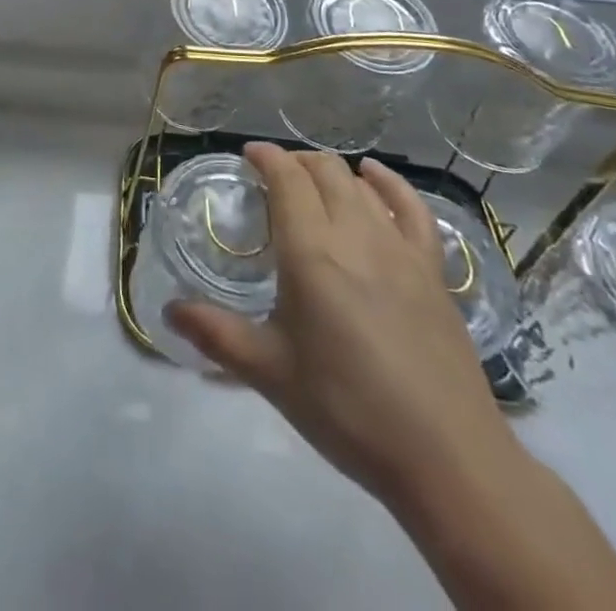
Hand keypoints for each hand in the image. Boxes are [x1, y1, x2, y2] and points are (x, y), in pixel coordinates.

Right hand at [166, 143, 520, 510]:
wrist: (447, 459)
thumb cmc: (348, 410)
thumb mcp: (271, 374)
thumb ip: (216, 335)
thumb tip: (168, 312)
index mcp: (310, 252)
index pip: (286, 179)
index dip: (266, 157)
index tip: (247, 155)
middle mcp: (355, 235)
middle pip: (324, 172)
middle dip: (295, 162)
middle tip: (273, 176)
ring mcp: (400, 250)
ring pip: (361, 185)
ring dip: (332, 172)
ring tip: (313, 181)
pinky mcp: (433, 271)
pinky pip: (412, 208)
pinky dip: (390, 184)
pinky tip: (375, 177)